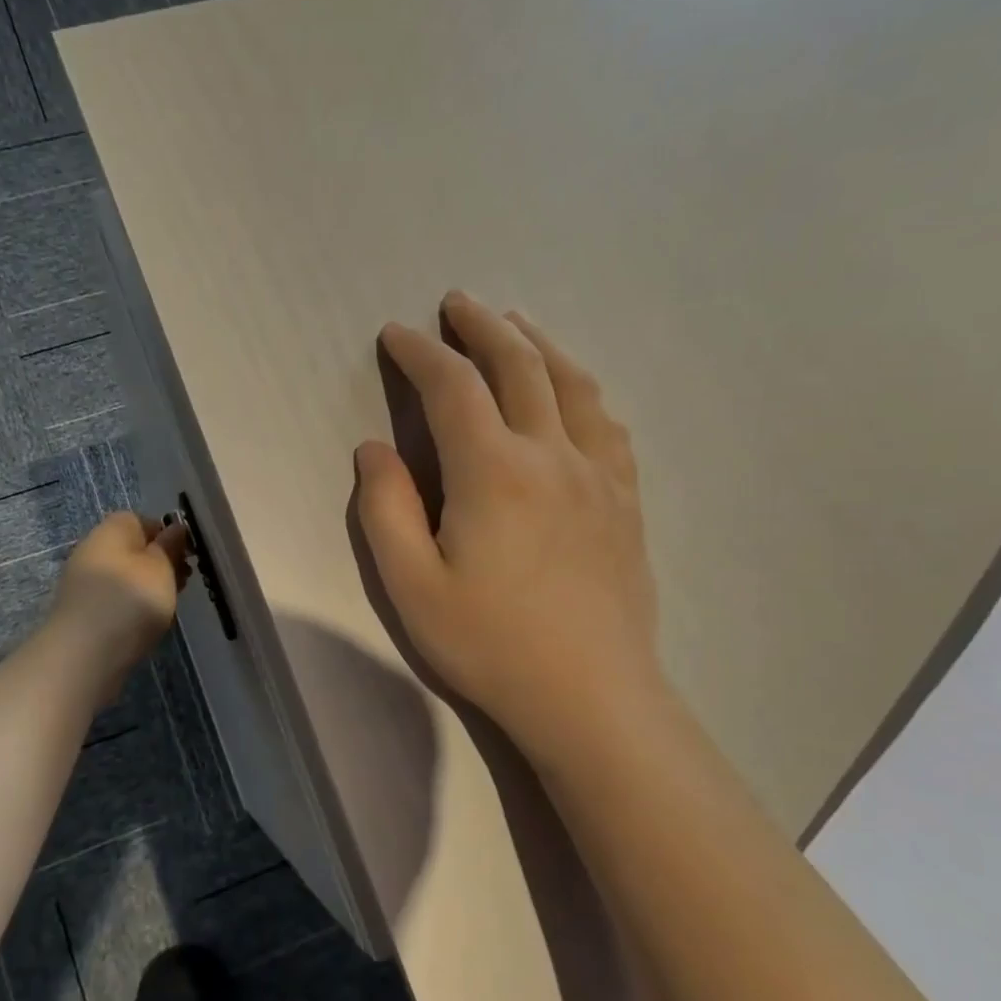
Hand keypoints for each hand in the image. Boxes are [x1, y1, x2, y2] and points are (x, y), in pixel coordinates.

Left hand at [46, 512, 190, 697]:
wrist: (83, 655)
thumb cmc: (130, 601)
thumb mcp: (161, 568)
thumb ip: (170, 546)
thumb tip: (175, 528)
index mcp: (111, 530)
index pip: (141, 520)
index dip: (167, 534)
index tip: (187, 555)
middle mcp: (93, 550)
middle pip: (133, 549)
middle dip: (160, 563)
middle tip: (183, 582)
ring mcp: (84, 583)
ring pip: (126, 576)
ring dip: (148, 587)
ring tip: (169, 606)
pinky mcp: (83, 612)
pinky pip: (115, 599)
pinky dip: (133, 607)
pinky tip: (146, 624)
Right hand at [354, 292, 667, 768]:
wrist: (591, 697)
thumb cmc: (490, 644)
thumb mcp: (411, 585)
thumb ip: (385, 508)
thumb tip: (375, 448)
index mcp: (493, 471)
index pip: (452, 387)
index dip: (420, 353)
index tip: (396, 334)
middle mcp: (552, 454)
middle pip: (519, 365)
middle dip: (483, 327)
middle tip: (457, 303)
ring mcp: (599, 475)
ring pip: (572, 383)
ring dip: (538, 343)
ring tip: (516, 324)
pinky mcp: (625, 500)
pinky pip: (607, 423)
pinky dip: (582, 390)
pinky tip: (574, 392)